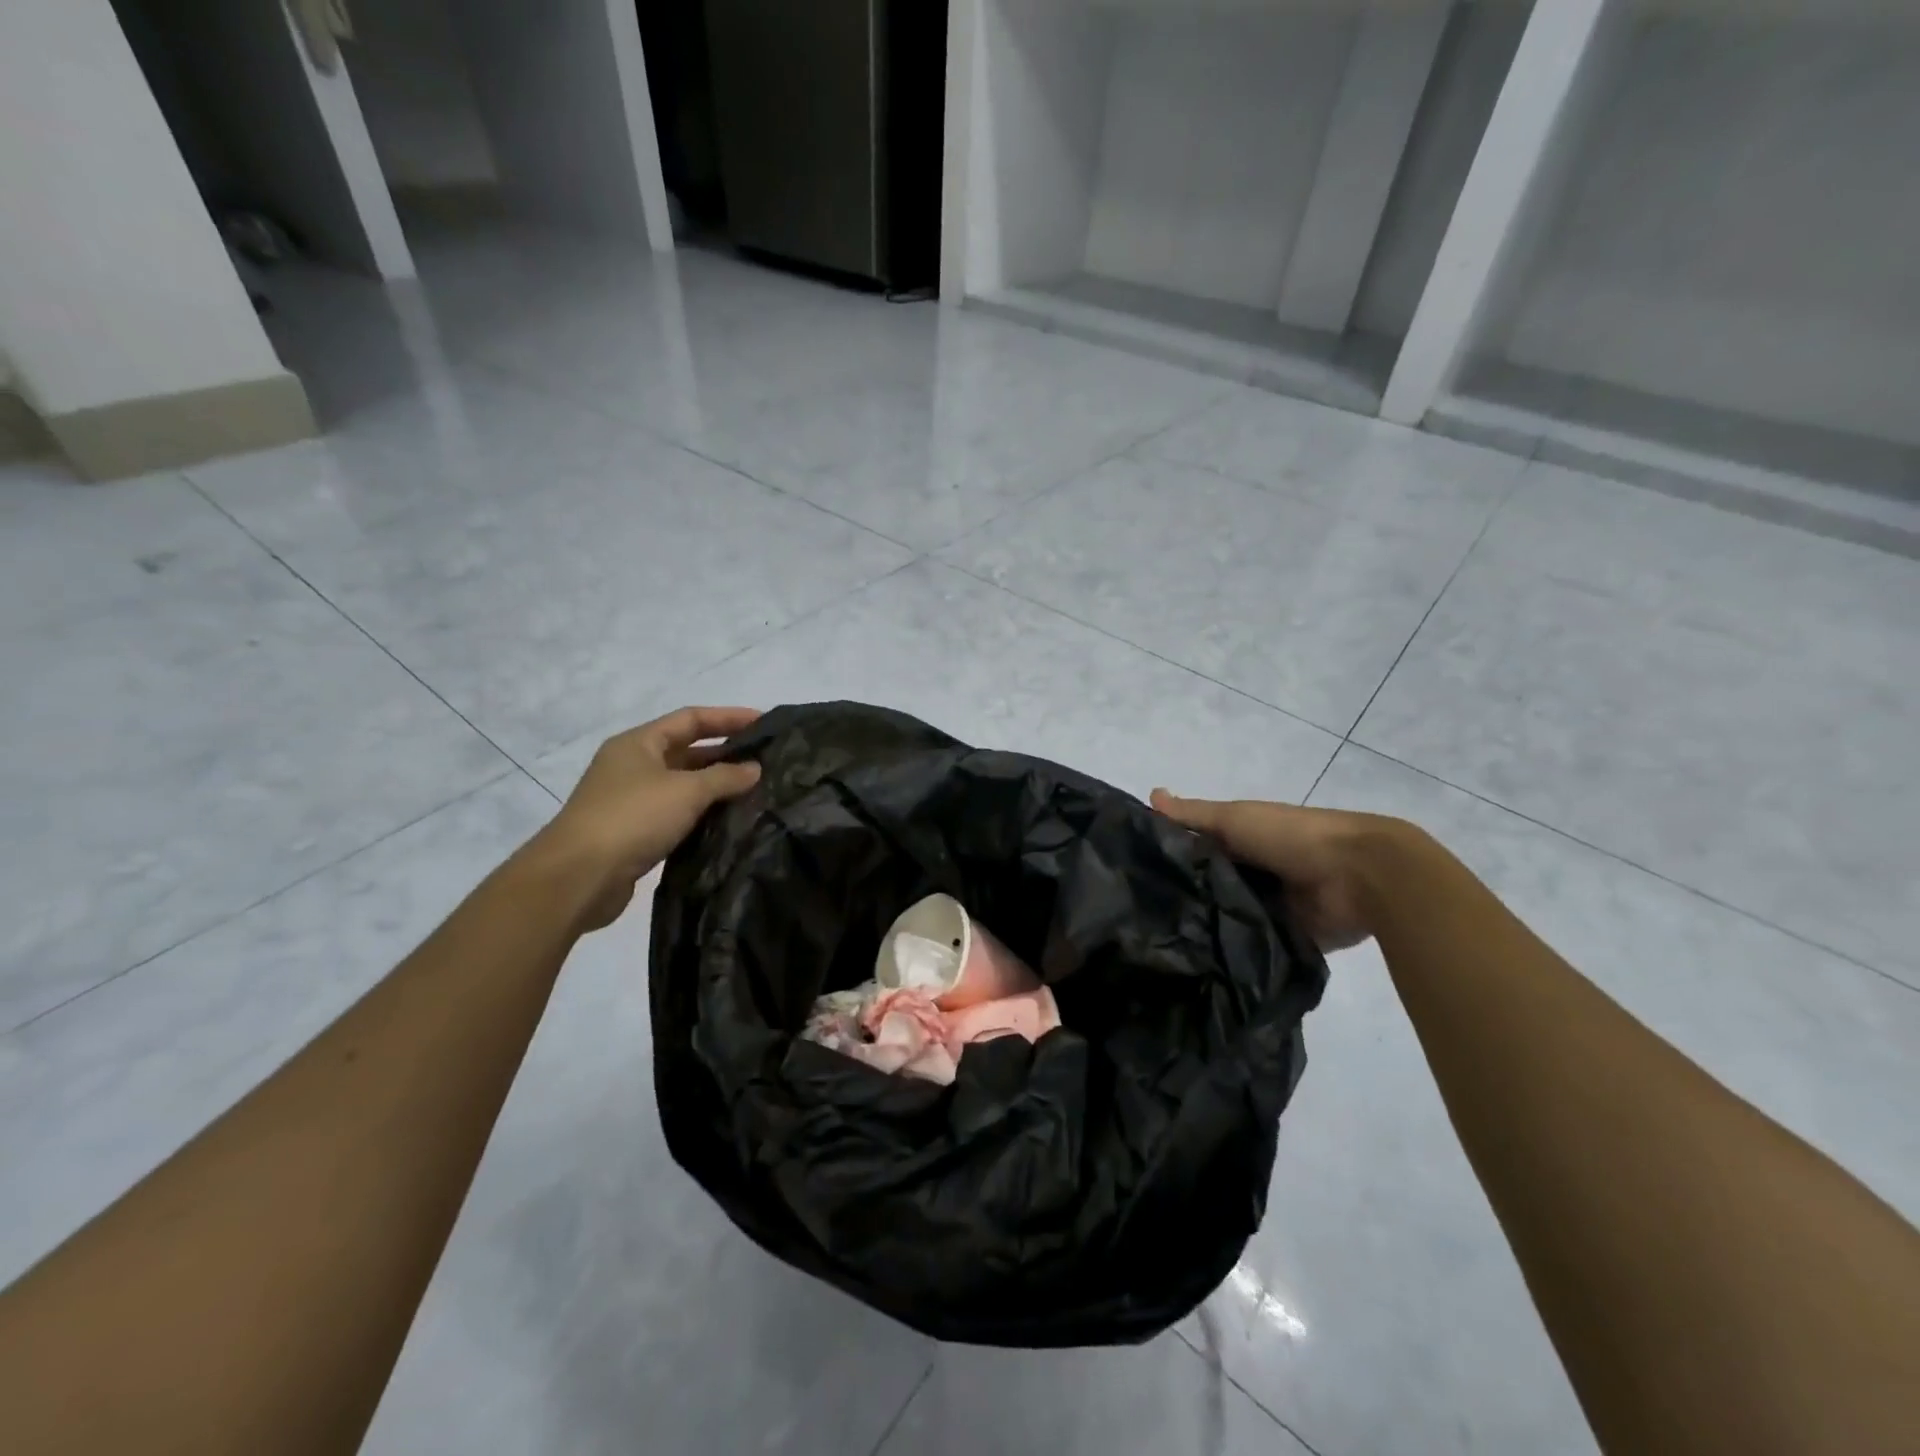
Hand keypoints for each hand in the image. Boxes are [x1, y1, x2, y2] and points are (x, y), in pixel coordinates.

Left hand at [540, 707, 761, 930]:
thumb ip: (725, 777)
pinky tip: (728, 821)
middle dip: (725, 753)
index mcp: (638, 743)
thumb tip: (755, 768)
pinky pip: (676, 814)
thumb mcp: (686, 791)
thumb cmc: (632, 818)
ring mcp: (630, 800)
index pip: (691, 719)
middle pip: (686, 750)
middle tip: (765, 760)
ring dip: (716, 786)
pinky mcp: (634, 832)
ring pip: (682, 785)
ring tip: (755, 791)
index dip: (728, 717)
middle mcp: (632, 766)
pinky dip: (701, 813)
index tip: (764, 722)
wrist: (578, 877)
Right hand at [1150, 790, 1413, 952]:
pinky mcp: (1282, 939)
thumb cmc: (1291, 835)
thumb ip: (1193, 815)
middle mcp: (1251, 872)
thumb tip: (1149, 795)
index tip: (1128, 871)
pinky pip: (1249, 946)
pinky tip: (1193, 963)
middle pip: (1206, 884)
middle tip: (1134, 914)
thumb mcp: (1234, 818)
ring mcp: (1267, 907)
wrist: (1358, 875)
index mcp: (1241, 840)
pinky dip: (1230, 951)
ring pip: (1224, 916)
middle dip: (1179, 896)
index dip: (1165, 855)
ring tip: (1155, 943)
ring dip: (1202, 925)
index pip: (1194, 848)